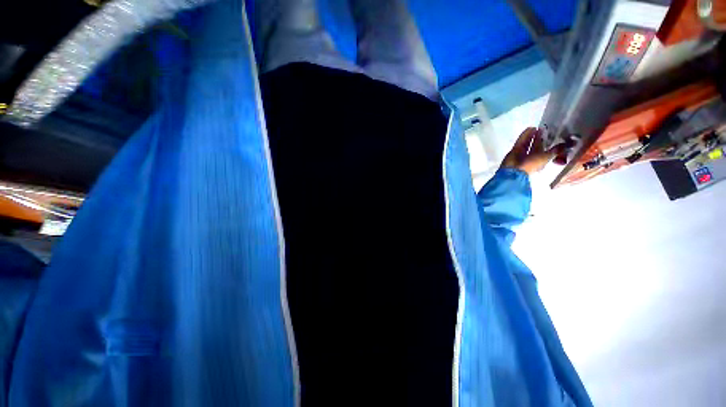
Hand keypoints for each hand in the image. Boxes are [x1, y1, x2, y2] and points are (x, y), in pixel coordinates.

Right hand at [501, 127, 561, 174]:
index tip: (551, 135)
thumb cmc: (531, 164)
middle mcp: (531, 156)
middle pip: (535, 146)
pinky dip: (525, 135)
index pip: (544, 150)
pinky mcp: (515, 150)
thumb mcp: (546, 157)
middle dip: (538, 138)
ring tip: (536, 127)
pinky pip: (521, 141)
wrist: (514, 169)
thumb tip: (569, 144)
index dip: (548, 143)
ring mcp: (522, 153)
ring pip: (527, 143)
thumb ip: (556, 150)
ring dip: (531, 135)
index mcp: (539, 160)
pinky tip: (529, 128)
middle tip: (542, 129)